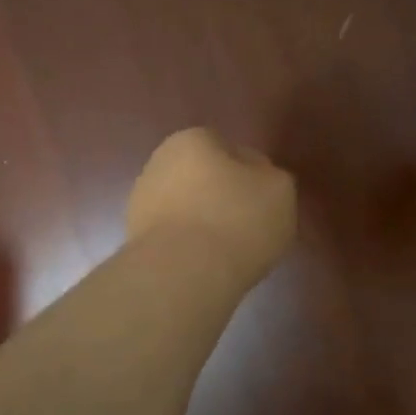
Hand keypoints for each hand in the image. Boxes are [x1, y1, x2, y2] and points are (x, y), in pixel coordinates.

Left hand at [126, 128, 296, 282]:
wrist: (183, 275)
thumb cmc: (237, 219)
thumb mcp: (279, 189)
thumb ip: (271, 176)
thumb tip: (258, 180)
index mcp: (192, 139)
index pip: (228, 149)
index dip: (249, 174)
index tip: (263, 200)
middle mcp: (159, 163)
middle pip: (203, 178)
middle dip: (222, 197)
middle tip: (249, 225)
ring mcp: (142, 203)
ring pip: (186, 209)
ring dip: (204, 223)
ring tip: (230, 252)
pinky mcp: (136, 241)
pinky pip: (174, 238)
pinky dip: (189, 248)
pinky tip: (207, 265)